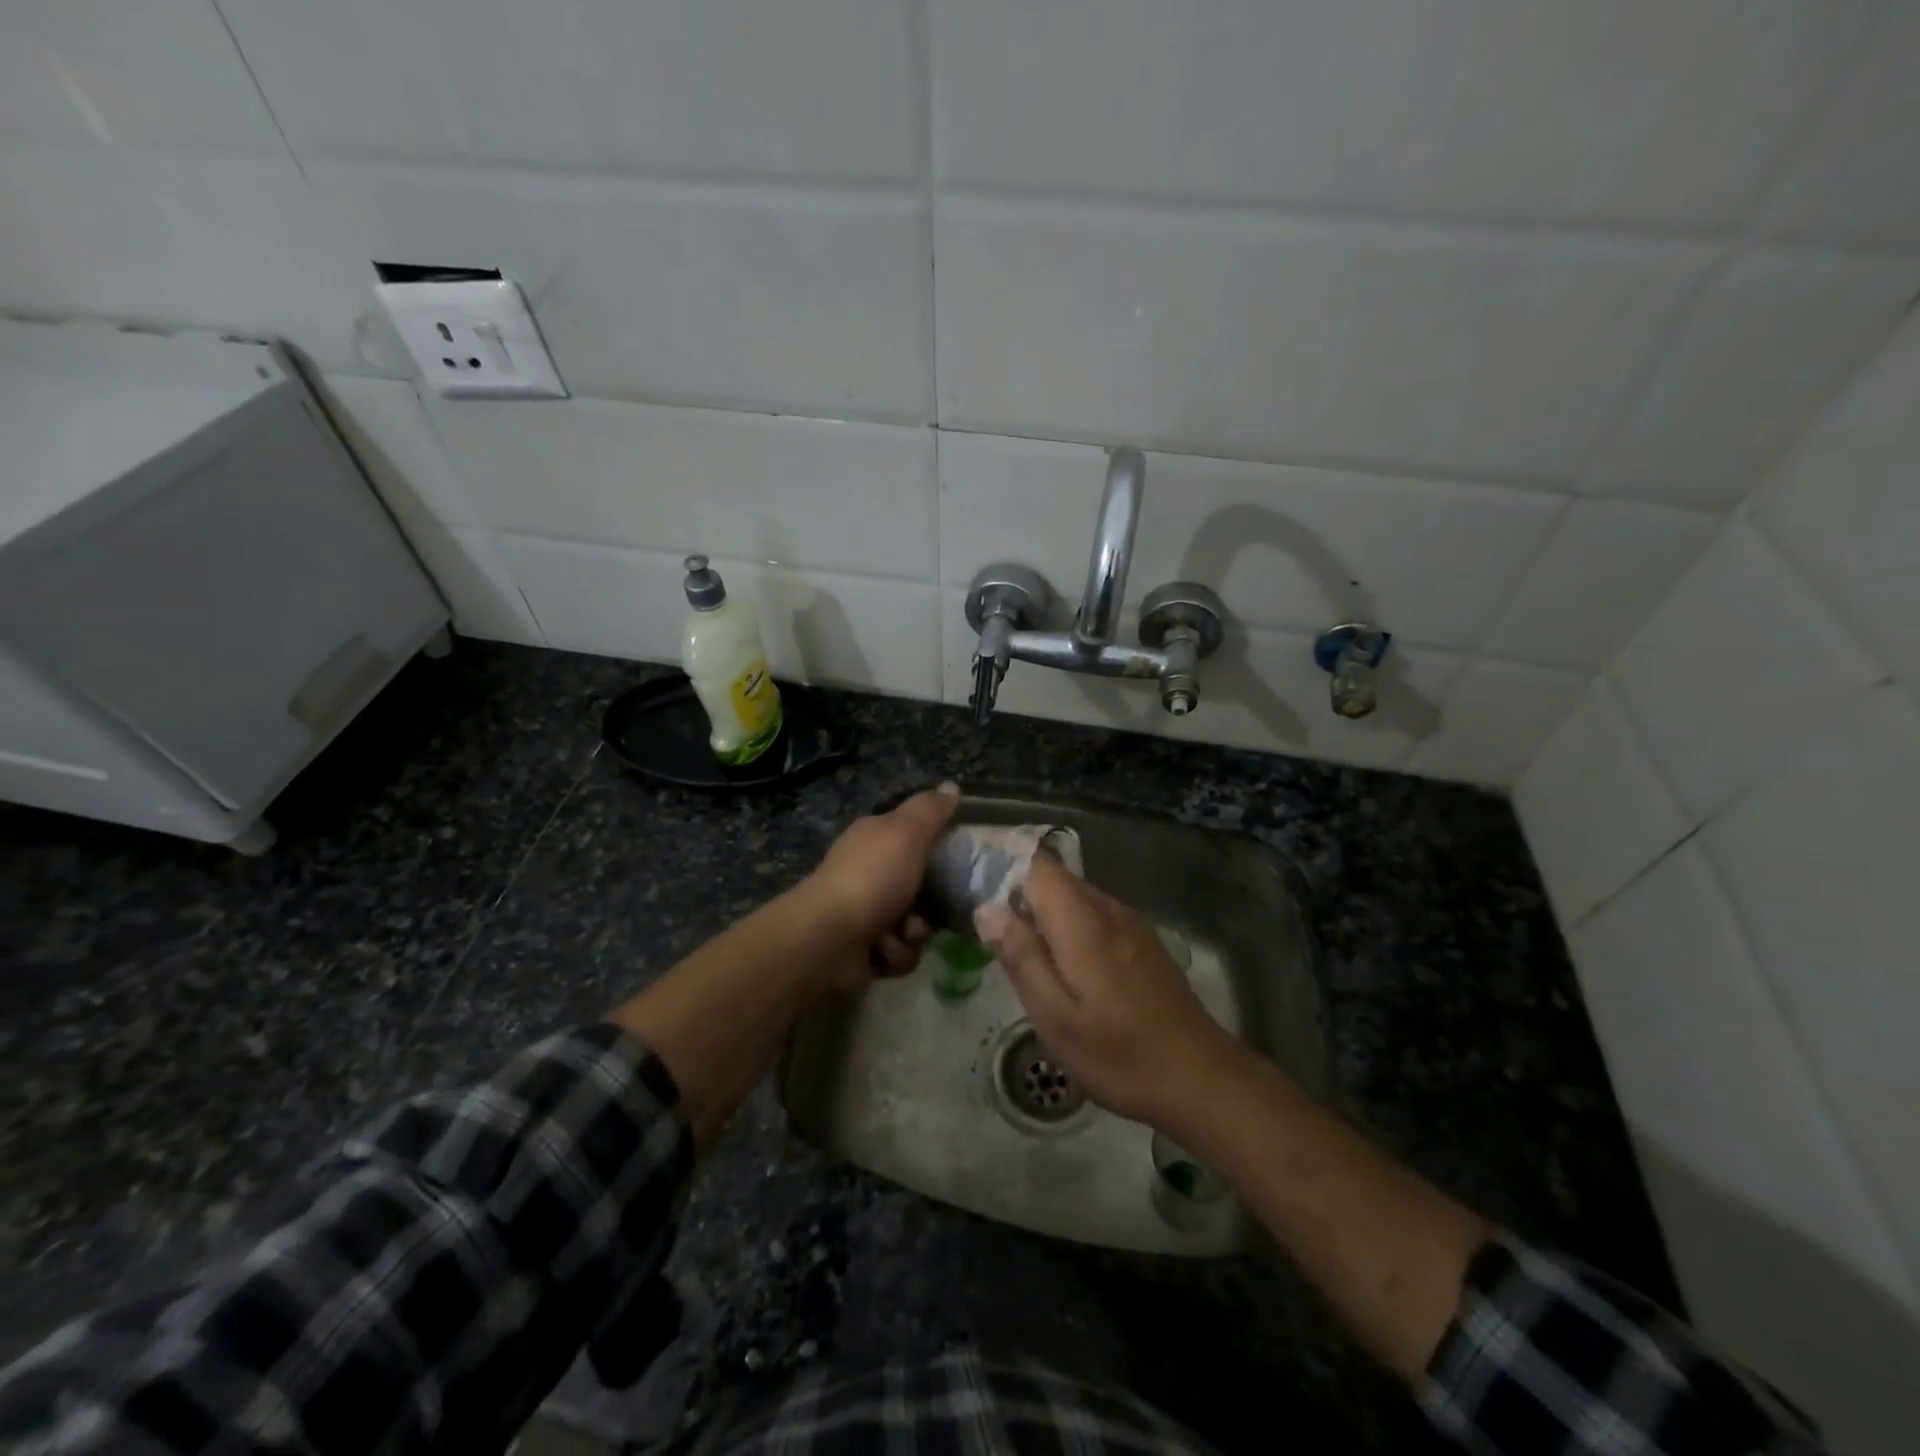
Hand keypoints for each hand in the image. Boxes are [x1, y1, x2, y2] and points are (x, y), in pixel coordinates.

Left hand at [801, 783, 960, 987]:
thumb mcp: (907, 832)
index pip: (916, 835)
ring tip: (901, 932)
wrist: (829, 938)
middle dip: (932, 902)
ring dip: (914, 932)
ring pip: (916, 923)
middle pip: (922, 885)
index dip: (939, 846)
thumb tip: (952, 786)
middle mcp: (869, 871)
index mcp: (875, 838)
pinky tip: (882, 951)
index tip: (960, 858)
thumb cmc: (872, 878)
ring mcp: (865, 911)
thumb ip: (931, 810)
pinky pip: (901, 952)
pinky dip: (896, 954)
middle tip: (934, 906)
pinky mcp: (865, 949)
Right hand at [974, 854, 1241, 1127]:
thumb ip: (1021, 956)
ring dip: (1043, 911)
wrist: (1200, 1077)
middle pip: (1055, 878)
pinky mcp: (1142, 942)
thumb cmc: (1119, 1053)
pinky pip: (1095, 915)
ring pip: (1075, 897)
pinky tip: (1062, 964)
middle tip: (986, 926)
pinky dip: (1068, 925)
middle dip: (1018, 891)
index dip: (1003, 863)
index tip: (973, 882)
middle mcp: (1108, 909)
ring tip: (1017, 947)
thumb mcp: (1055, 1015)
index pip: (1038, 863)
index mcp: (1082, 920)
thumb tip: (987, 908)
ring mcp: (1130, 924)